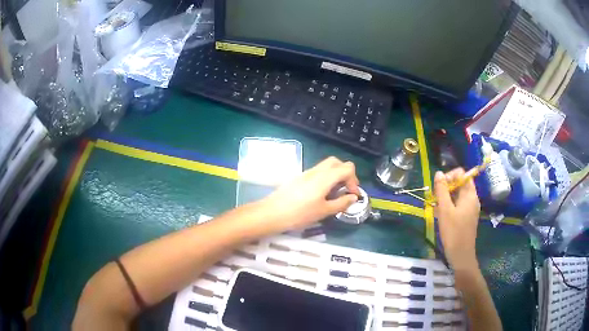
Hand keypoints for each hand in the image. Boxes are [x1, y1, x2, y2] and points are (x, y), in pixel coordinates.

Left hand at [260, 157, 359, 233]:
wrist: (272, 213)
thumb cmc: (300, 214)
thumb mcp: (324, 211)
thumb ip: (341, 203)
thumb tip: (353, 197)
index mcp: (325, 177)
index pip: (347, 168)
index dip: (354, 180)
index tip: (352, 195)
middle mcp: (316, 171)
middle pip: (337, 162)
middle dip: (346, 174)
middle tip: (345, 190)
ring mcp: (306, 172)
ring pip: (326, 166)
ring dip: (335, 175)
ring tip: (334, 194)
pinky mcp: (299, 177)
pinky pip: (317, 172)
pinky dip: (325, 178)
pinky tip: (321, 194)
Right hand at [434, 168, 480, 270]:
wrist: (461, 255)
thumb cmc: (453, 232)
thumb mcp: (445, 210)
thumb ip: (442, 190)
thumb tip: (439, 173)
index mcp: (470, 194)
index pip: (461, 174)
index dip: (450, 176)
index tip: (439, 186)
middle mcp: (472, 199)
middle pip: (459, 184)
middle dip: (446, 187)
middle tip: (435, 197)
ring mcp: (470, 208)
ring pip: (457, 195)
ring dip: (446, 197)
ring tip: (435, 206)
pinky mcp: (466, 217)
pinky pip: (458, 205)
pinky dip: (449, 205)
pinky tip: (440, 214)